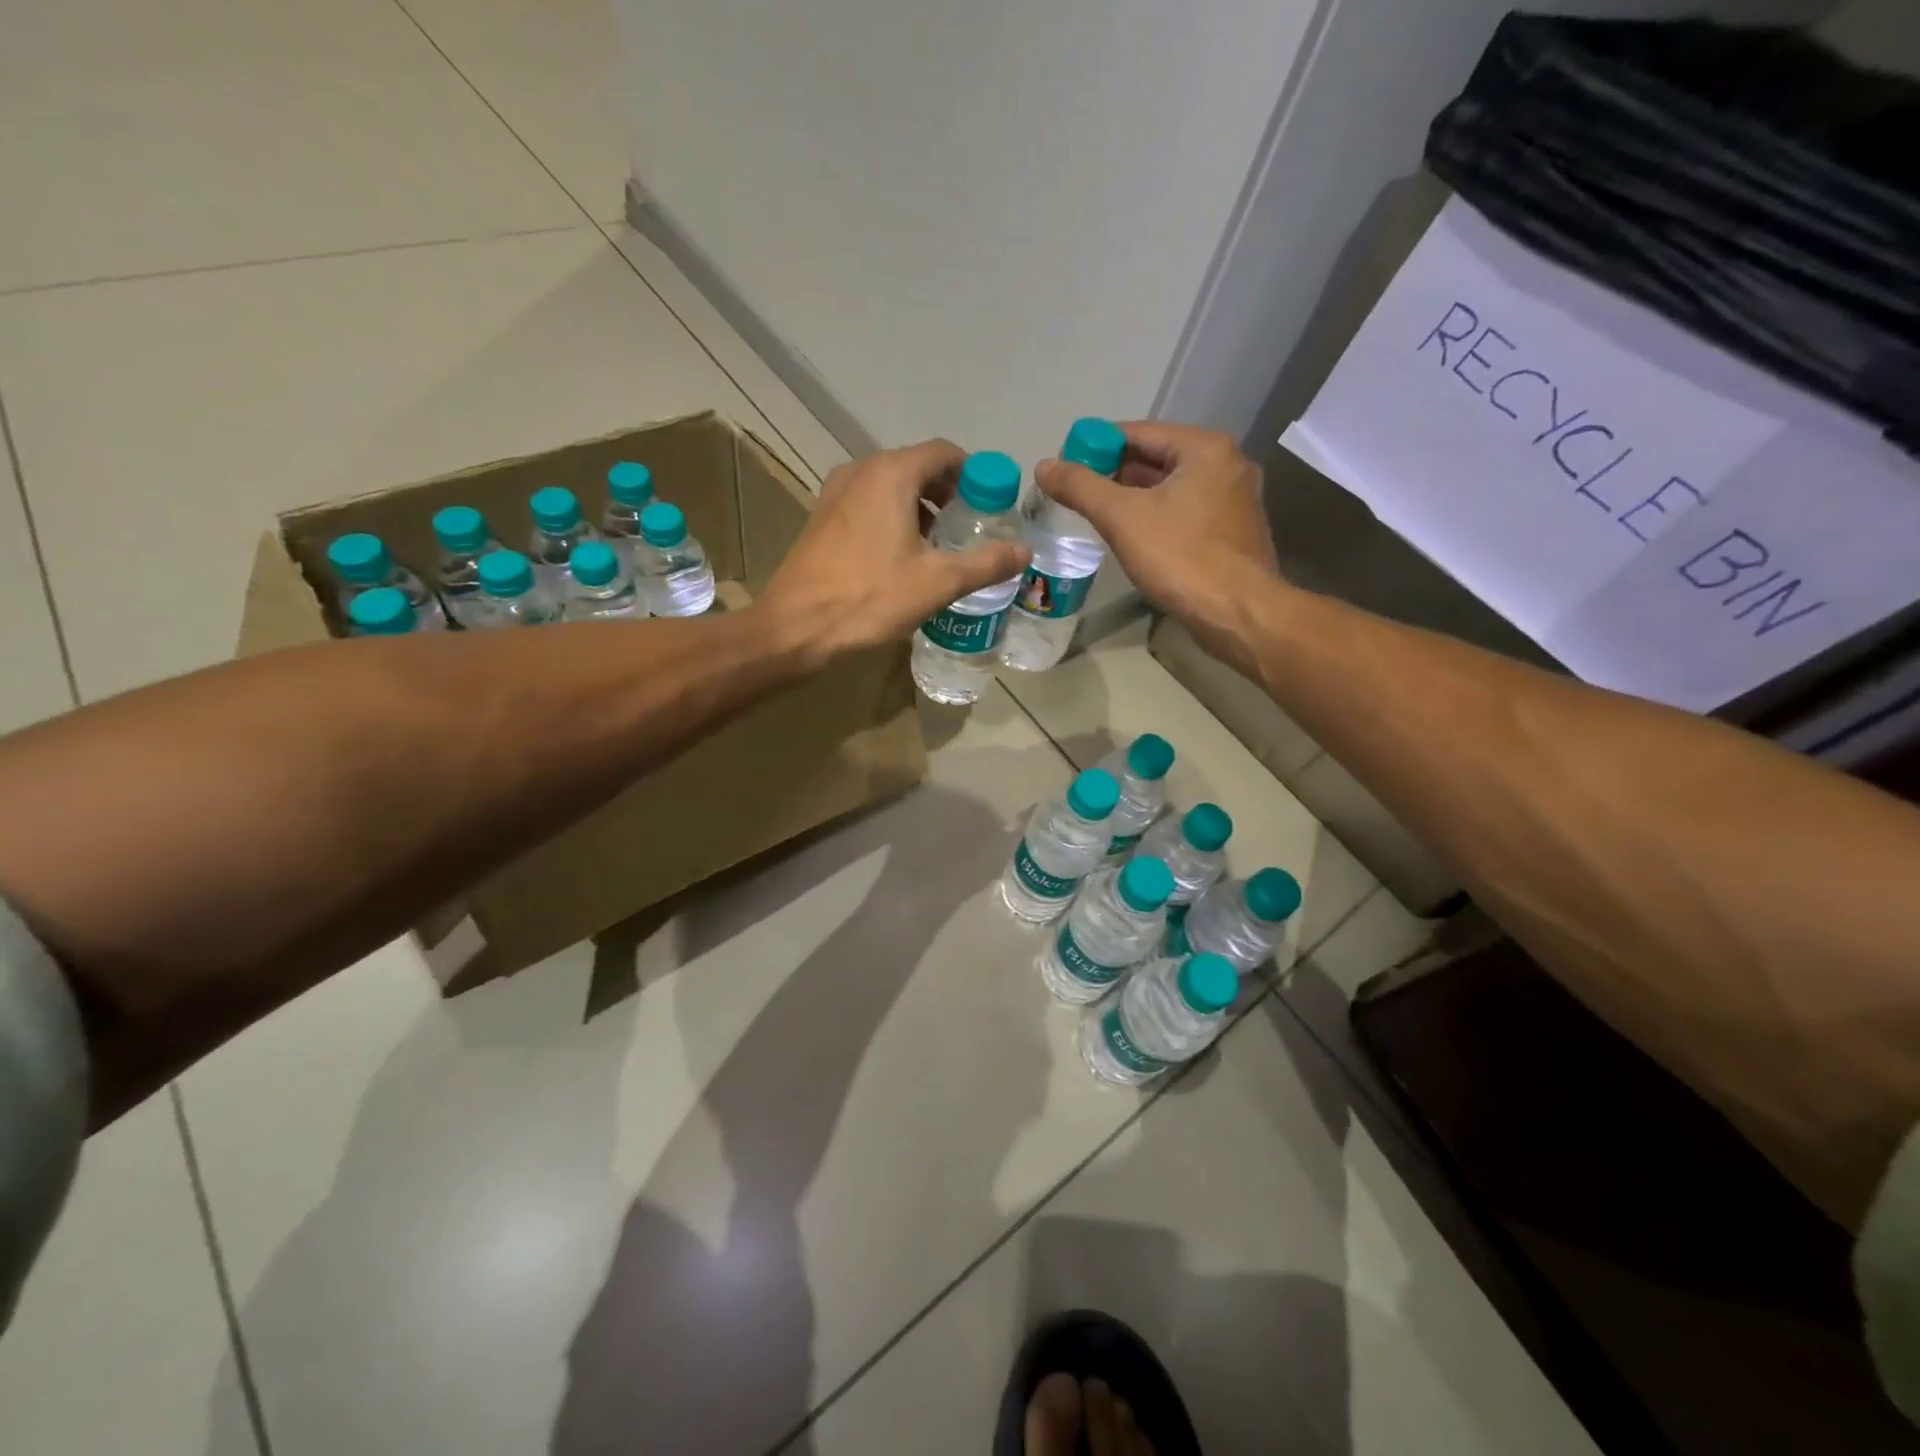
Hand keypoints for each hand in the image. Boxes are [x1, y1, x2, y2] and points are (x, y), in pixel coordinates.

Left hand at [758, 440, 1030, 665]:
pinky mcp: (822, 518)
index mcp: (891, 474)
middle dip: (948, 493)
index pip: (943, 453)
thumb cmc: (870, 597)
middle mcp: (861, 471)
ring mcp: (836, 493)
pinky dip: (893, 517)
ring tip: (940, 545)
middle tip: (970, 528)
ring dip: (921, 507)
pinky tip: (902, 556)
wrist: (795, 626)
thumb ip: (986, 563)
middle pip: (916, 467)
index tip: (991, 505)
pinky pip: (868, 504)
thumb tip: (1025, 551)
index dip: (974, 475)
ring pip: (891, 486)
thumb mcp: (938, 582)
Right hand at [1035, 421, 1282, 672]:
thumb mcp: (1122, 518)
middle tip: (1077, 492)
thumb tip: (1045, 466)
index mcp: (1204, 448)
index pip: (1138, 432)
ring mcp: (1235, 499)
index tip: (1066, 465)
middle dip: (1114, 473)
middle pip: (1156, 457)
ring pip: (1172, 487)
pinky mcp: (1234, 531)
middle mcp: (1227, 464)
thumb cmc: (1181, 558)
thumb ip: (1081, 487)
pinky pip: (1186, 511)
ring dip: (1134, 497)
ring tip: (1097, 515)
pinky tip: (1134, 537)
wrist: (1239, 614)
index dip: (1096, 445)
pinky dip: (1158, 516)